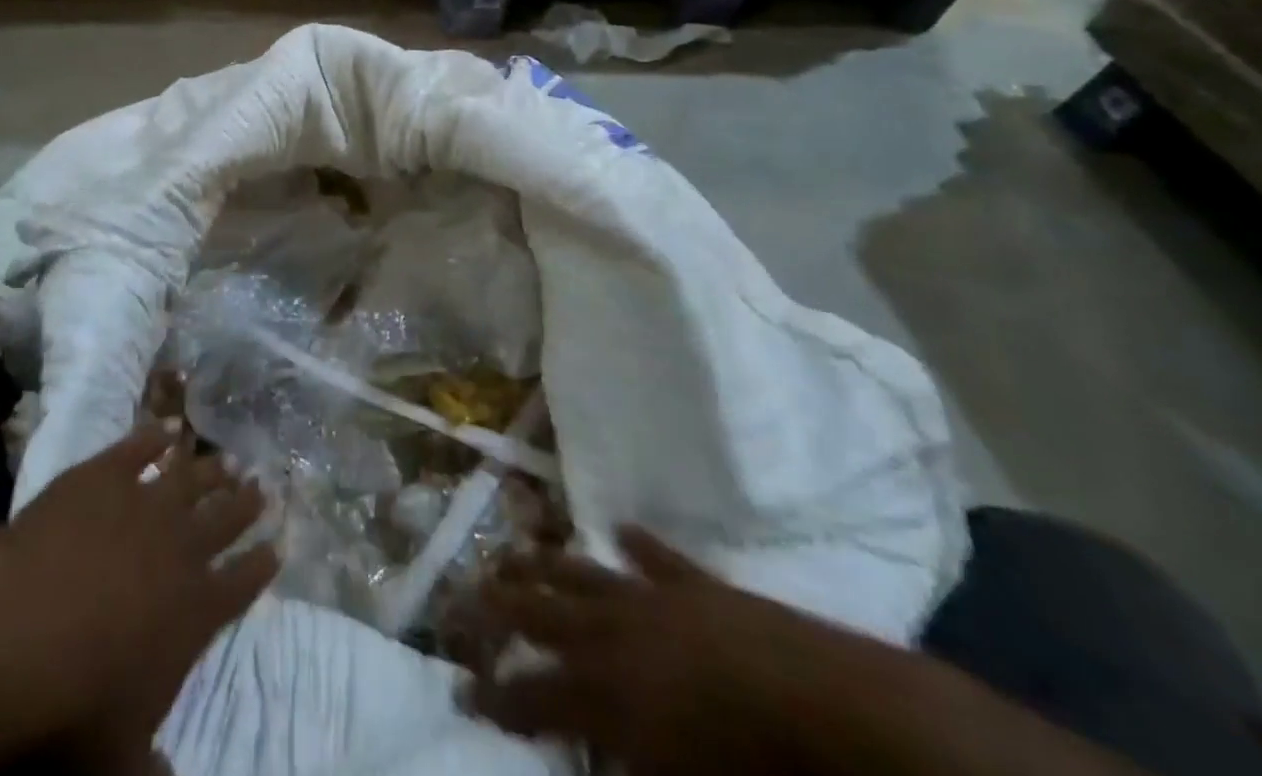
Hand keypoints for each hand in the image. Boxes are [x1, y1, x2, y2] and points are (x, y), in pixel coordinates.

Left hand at [3, 422, 278, 772]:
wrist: (27, 623)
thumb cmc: (76, 700)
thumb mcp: (116, 758)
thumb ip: (148, 768)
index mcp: (194, 610)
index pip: (241, 584)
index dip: (260, 565)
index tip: (278, 545)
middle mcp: (182, 547)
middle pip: (224, 519)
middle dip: (245, 504)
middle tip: (262, 486)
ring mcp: (145, 502)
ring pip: (191, 479)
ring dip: (211, 469)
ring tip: (228, 459)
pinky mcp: (106, 474)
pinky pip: (139, 448)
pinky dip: (154, 436)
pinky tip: (166, 428)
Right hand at [463, 528, 880, 774]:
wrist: (818, 704)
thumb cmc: (744, 767)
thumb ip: (620, 767)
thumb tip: (584, 762)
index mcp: (605, 693)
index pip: (532, 695)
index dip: (495, 695)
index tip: (461, 686)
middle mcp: (613, 635)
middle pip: (542, 614)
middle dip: (499, 606)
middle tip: (463, 592)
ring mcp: (651, 599)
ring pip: (581, 573)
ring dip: (543, 562)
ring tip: (512, 551)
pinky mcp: (693, 582)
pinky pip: (655, 557)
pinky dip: (636, 543)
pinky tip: (618, 527)